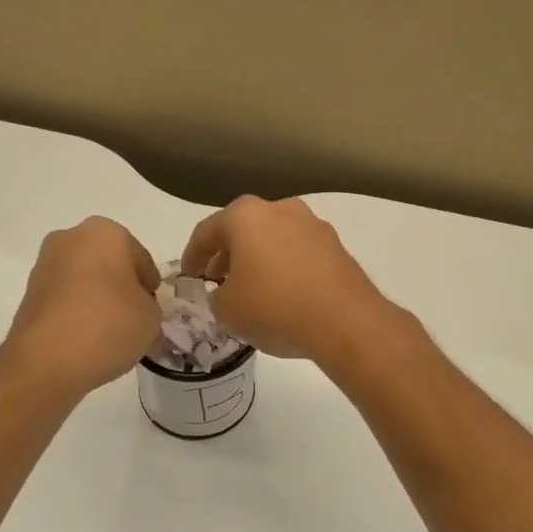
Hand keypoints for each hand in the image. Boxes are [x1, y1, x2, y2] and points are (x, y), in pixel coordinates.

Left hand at [4, 218, 161, 396]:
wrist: (47, 360)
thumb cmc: (108, 326)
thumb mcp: (151, 317)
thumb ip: (148, 304)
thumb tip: (132, 307)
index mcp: (106, 232)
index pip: (141, 259)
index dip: (150, 286)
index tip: (152, 308)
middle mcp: (71, 237)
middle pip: (109, 262)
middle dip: (121, 285)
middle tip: (132, 316)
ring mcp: (45, 263)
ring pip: (84, 277)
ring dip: (97, 296)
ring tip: (108, 330)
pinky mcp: (29, 291)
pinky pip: (65, 296)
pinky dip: (77, 309)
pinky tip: (86, 336)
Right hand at [179, 196, 406, 366]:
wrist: (345, 322)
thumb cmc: (274, 308)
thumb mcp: (227, 310)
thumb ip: (216, 296)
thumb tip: (226, 293)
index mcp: (246, 216)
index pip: (207, 231)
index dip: (192, 256)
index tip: (188, 276)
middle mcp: (281, 209)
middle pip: (244, 230)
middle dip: (227, 255)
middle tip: (216, 280)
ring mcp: (313, 226)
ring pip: (273, 240)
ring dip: (258, 260)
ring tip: (250, 289)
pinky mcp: (337, 248)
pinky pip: (298, 254)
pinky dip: (285, 269)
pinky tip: (282, 295)